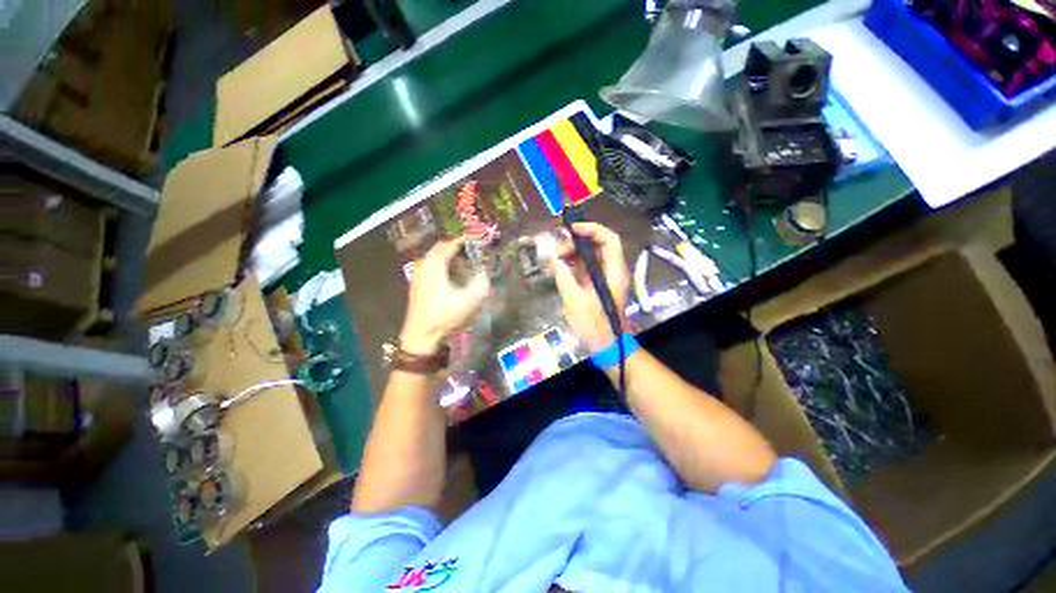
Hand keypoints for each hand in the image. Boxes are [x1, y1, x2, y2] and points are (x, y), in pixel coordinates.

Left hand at [400, 237, 488, 354]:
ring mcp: (419, 274)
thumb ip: (481, 283)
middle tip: (475, 250)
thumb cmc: (444, 316)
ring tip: (468, 261)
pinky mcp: (418, 284)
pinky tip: (455, 274)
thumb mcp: (469, 300)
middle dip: (458, 247)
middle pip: (442, 248)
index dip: (465, 240)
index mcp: (434, 264)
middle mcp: (424, 264)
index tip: (479, 239)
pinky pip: (433, 266)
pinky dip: (445, 265)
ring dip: (451, 256)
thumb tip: (485, 273)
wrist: (421, 336)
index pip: (451, 243)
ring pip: (436, 257)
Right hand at [553, 222, 629, 352]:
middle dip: (576, 243)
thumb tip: (555, 260)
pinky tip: (558, 268)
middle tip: (557, 251)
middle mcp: (611, 271)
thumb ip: (564, 278)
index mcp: (613, 272)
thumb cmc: (595, 326)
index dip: (591, 229)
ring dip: (572, 254)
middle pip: (597, 246)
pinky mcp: (595, 286)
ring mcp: (603, 279)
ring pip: (589, 257)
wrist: (607, 347)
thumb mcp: (575, 302)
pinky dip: (571, 265)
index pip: (609, 239)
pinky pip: (584, 269)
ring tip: (555, 259)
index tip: (571, 229)